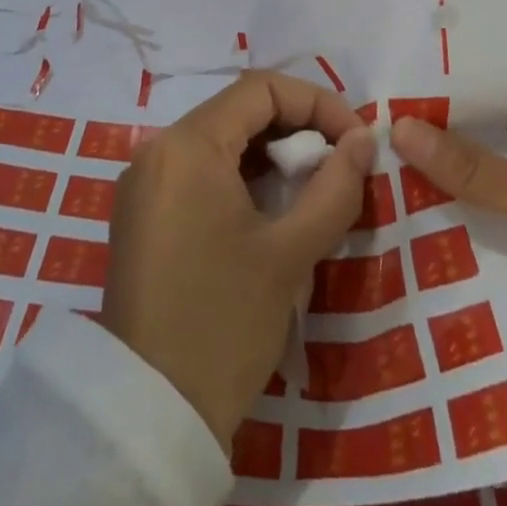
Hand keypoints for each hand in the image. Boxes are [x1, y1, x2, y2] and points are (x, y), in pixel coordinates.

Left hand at [100, 71, 376, 453]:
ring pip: (221, 141)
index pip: (260, 88)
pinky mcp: (142, 215)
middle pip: (239, 111)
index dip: (316, 102)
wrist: (149, 417)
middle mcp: (159, 148)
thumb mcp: (290, 254)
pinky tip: (270, 213)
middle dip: (297, 128)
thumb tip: (364, 140)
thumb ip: (334, 187)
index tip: (355, 139)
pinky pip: (199, 171)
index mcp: (188, 143)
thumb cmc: (222, 324)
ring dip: (271, 155)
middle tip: (339, 166)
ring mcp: (145, 182)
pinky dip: (241, 178)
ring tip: (312, 190)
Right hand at [391, 82, 506, 494]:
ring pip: (468, 179)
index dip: (443, 81)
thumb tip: (396, 124)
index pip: (492, 86)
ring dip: (428, 178)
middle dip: (426, 131)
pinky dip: (441, 217)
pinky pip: (472, 220)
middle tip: (359, 121)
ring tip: (361, 162)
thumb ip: (472, 167)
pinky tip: (392, 211)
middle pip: (475, 133)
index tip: (385, 75)